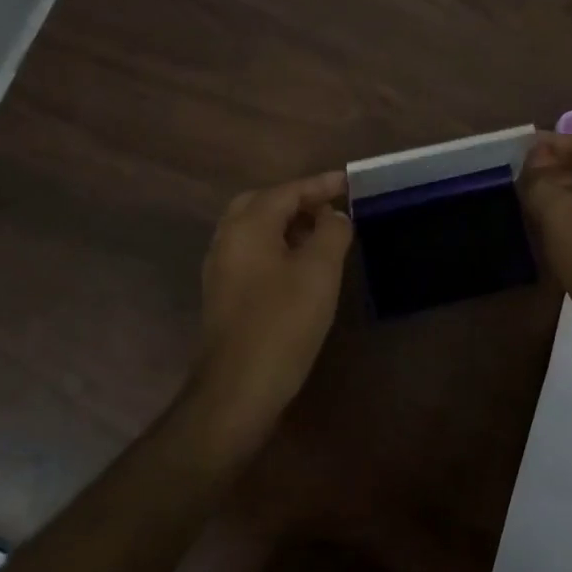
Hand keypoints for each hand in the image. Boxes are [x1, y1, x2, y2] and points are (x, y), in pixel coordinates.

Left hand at [192, 170, 353, 436]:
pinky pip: (253, 252)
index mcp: (248, 225)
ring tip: (323, 232)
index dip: (321, 185)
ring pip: (255, 229)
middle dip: (299, 200)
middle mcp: (227, 239)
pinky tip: (301, 265)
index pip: (287, 190)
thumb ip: (331, 232)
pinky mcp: (224, 293)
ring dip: (288, 223)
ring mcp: (221, 268)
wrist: (238, 388)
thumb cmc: (283, 323)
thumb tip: (334, 215)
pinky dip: (278, 245)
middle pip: (263, 203)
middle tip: (332, 206)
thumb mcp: (319, 271)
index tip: (350, 182)